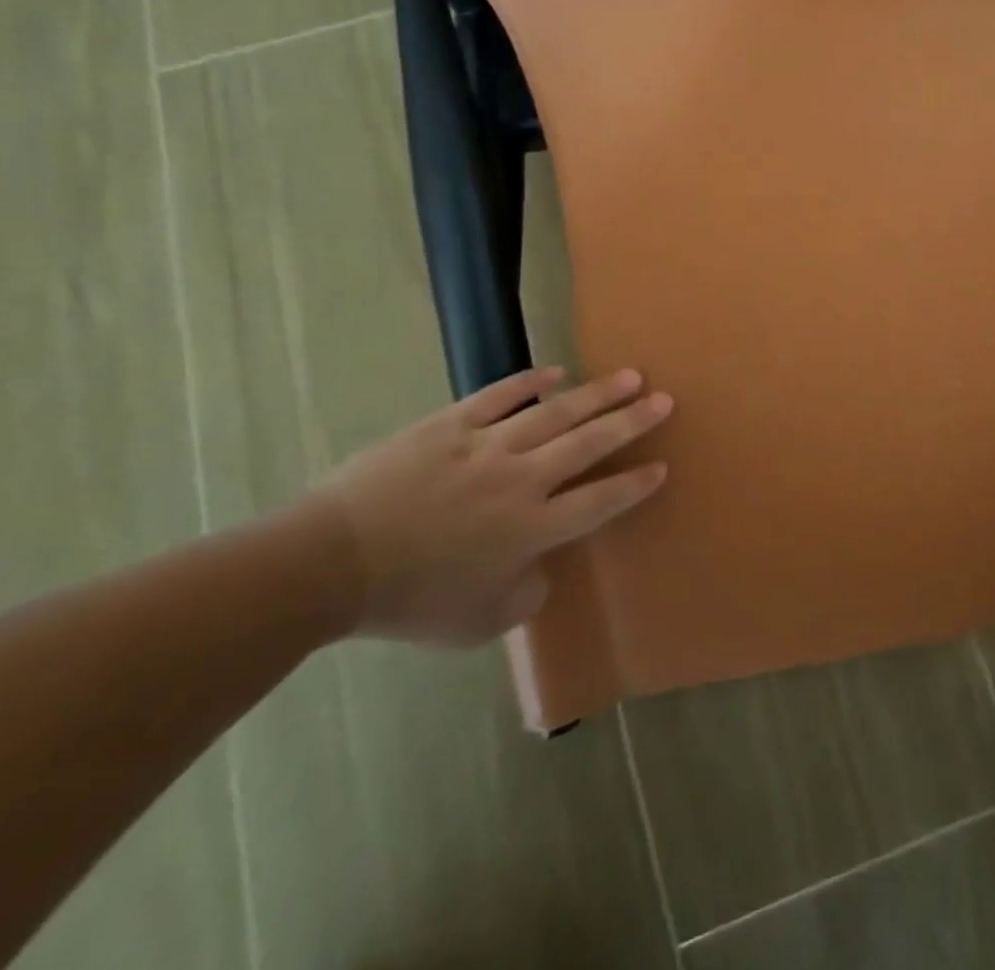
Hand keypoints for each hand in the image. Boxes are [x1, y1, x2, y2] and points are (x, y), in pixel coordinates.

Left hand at [297, 367, 673, 643]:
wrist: (330, 564)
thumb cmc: (408, 601)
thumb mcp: (478, 624)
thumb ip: (526, 596)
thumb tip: (543, 569)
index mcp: (533, 529)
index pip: (601, 500)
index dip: (635, 483)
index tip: (662, 465)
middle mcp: (522, 480)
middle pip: (590, 444)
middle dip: (632, 421)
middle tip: (664, 400)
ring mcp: (487, 446)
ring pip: (555, 413)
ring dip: (596, 394)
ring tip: (630, 376)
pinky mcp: (451, 425)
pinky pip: (498, 397)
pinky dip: (528, 383)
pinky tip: (554, 371)